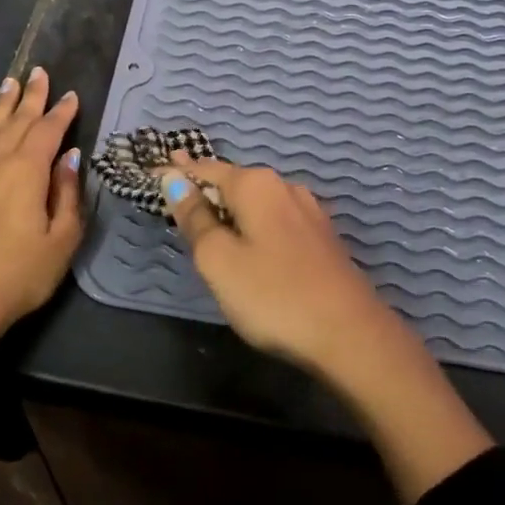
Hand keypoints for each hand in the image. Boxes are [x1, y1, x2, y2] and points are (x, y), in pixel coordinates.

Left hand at [0, 67, 82, 370]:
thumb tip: (69, 156)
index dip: (62, 112)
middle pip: (17, 121)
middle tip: (40, 71)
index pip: (48, 131)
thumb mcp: (62, 240)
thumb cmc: (21, 275)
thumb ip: (68, 194)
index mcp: (27, 173)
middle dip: (31, 96)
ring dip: (1, 104)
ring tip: (11, 81)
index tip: (72, 95)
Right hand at [159, 153, 399, 374]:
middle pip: (233, 181)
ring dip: (230, 206)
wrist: (351, 335)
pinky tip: (248, 237)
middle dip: (205, 185)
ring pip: (256, 201)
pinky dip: (252, 222)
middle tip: (175, 190)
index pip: (206, 169)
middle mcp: (284, 187)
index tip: (153, 170)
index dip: (177, 171)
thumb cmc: (273, 295)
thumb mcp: (218, 260)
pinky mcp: (322, 238)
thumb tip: (173, 179)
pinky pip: (274, 219)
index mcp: (256, 185)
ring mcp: (309, 212)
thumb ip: (195, 218)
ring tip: (207, 214)